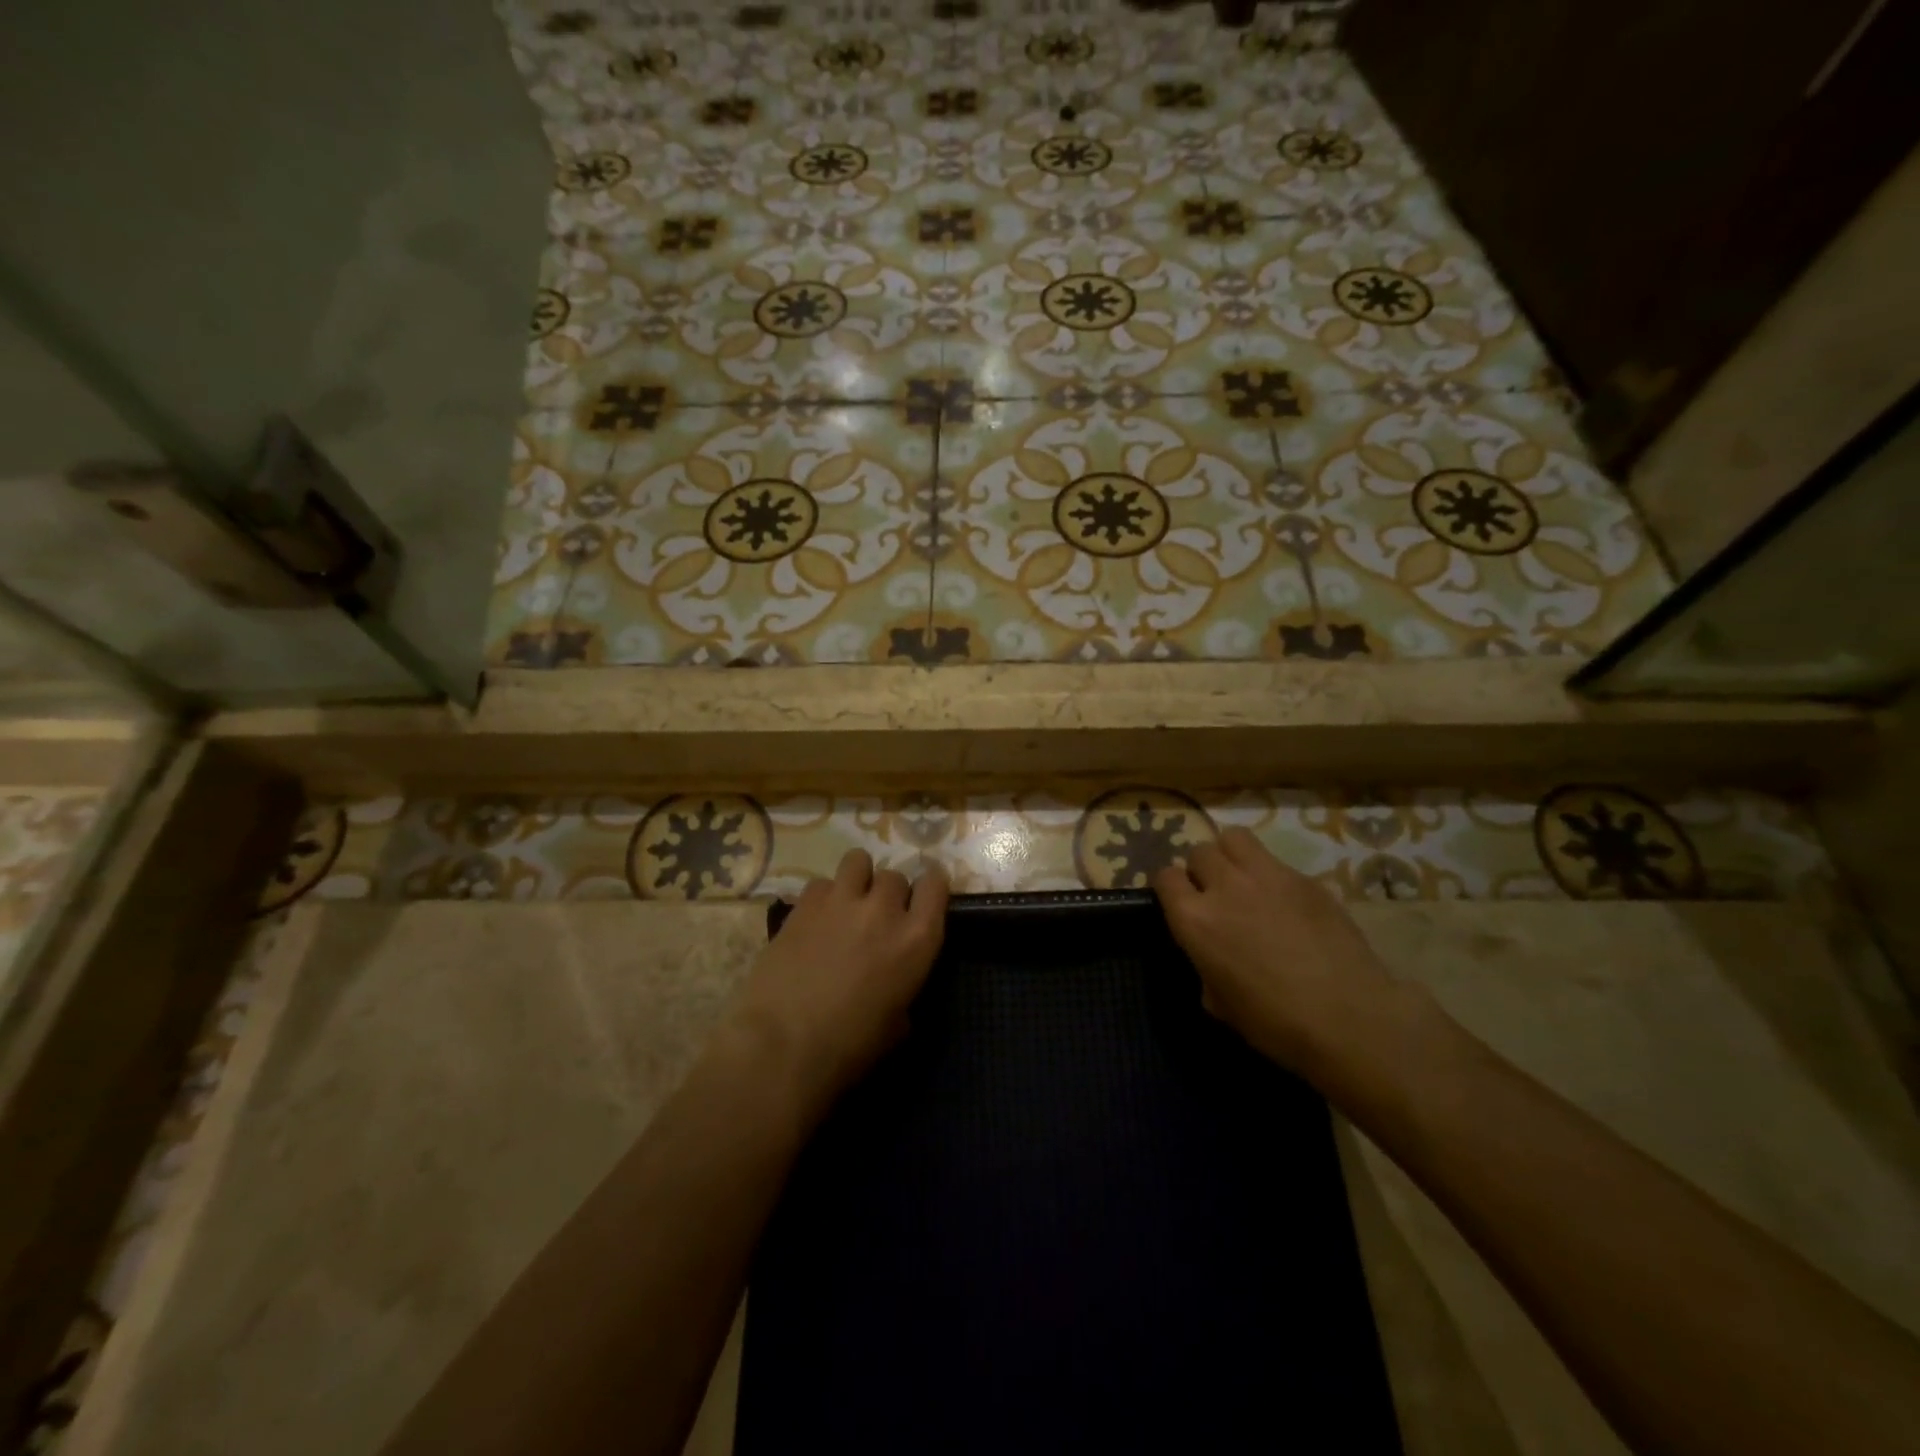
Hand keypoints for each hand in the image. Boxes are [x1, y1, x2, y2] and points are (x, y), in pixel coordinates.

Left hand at [733, 849, 949, 1102]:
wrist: (782, 1046)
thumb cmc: (849, 1048)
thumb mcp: (897, 1024)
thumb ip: (904, 987)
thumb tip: (895, 982)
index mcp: (917, 939)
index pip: (935, 884)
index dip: (929, 888)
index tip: (921, 900)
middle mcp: (884, 908)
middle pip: (895, 876)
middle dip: (889, 894)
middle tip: (876, 918)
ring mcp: (841, 900)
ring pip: (858, 861)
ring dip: (857, 879)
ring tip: (846, 903)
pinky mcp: (804, 903)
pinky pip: (821, 883)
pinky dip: (822, 897)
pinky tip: (813, 920)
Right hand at [1152, 828, 1394, 1072]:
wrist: (1348, 1018)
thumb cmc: (1276, 1024)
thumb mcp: (1221, 1004)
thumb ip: (1206, 968)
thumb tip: (1212, 960)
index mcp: (1194, 920)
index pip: (1165, 877)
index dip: (1170, 888)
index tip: (1180, 902)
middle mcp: (1224, 886)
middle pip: (1199, 852)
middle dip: (1202, 870)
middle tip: (1216, 894)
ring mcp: (1267, 876)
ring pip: (1234, 838)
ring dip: (1231, 855)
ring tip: (1243, 879)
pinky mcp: (1305, 878)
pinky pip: (1276, 862)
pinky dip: (1272, 875)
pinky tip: (1288, 903)